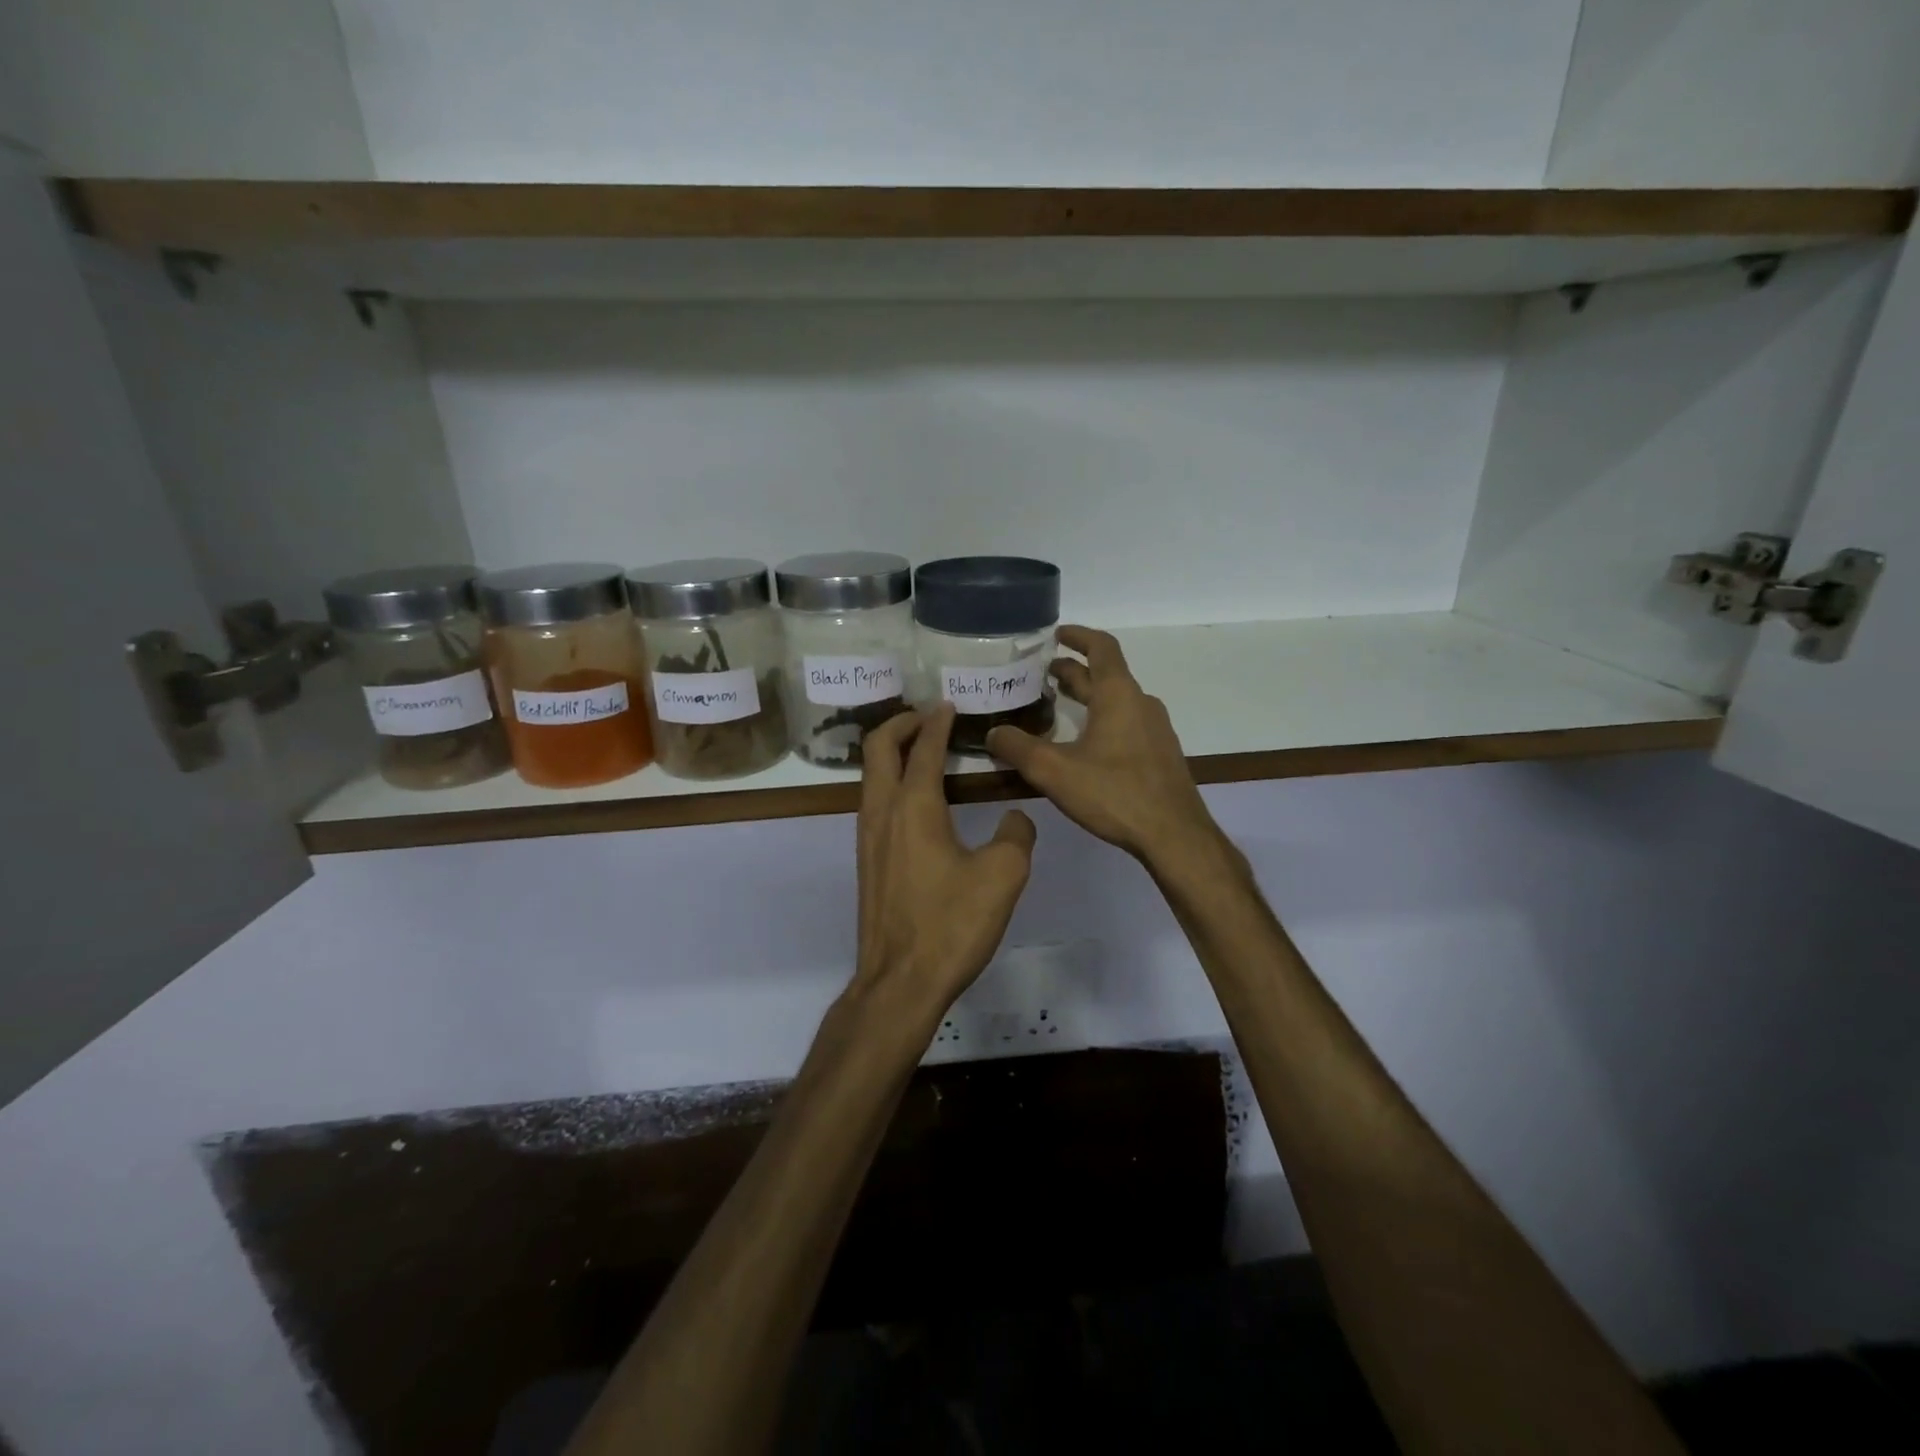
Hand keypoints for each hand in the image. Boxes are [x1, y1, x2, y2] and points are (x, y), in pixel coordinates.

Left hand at [851, 704, 1036, 1026]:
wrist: (900, 981)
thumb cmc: (951, 924)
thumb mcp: (1003, 876)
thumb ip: (1016, 835)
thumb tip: (1015, 818)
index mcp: (914, 806)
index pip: (925, 748)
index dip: (938, 722)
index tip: (950, 705)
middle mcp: (882, 812)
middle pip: (878, 747)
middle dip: (901, 723)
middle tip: (928, 716)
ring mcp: (867, 837)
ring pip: (870, 775)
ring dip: (892, 752)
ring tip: (923, 749)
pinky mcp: (866, 861)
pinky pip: (873, 801)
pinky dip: (890, 781)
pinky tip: (917, 800)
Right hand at [987, 626, 1220, 868]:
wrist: (1174, 835)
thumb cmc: (1115, 793)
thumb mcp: (1055, 771)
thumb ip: (1018, 748)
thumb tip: (992, 733)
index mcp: (1119, 695)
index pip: (1101, 647)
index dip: (1078, 636)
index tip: (1056, 634)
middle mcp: (1140, 704)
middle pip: (1106, 675)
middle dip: (1074, 671)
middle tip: (1043, 675)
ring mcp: (1154, 730)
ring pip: (1116, 701)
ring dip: (1088, 697)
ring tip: (1058, 705)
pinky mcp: (1159, 755)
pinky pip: (1126, 723)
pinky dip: (1101, 719)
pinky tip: (1084, 744)